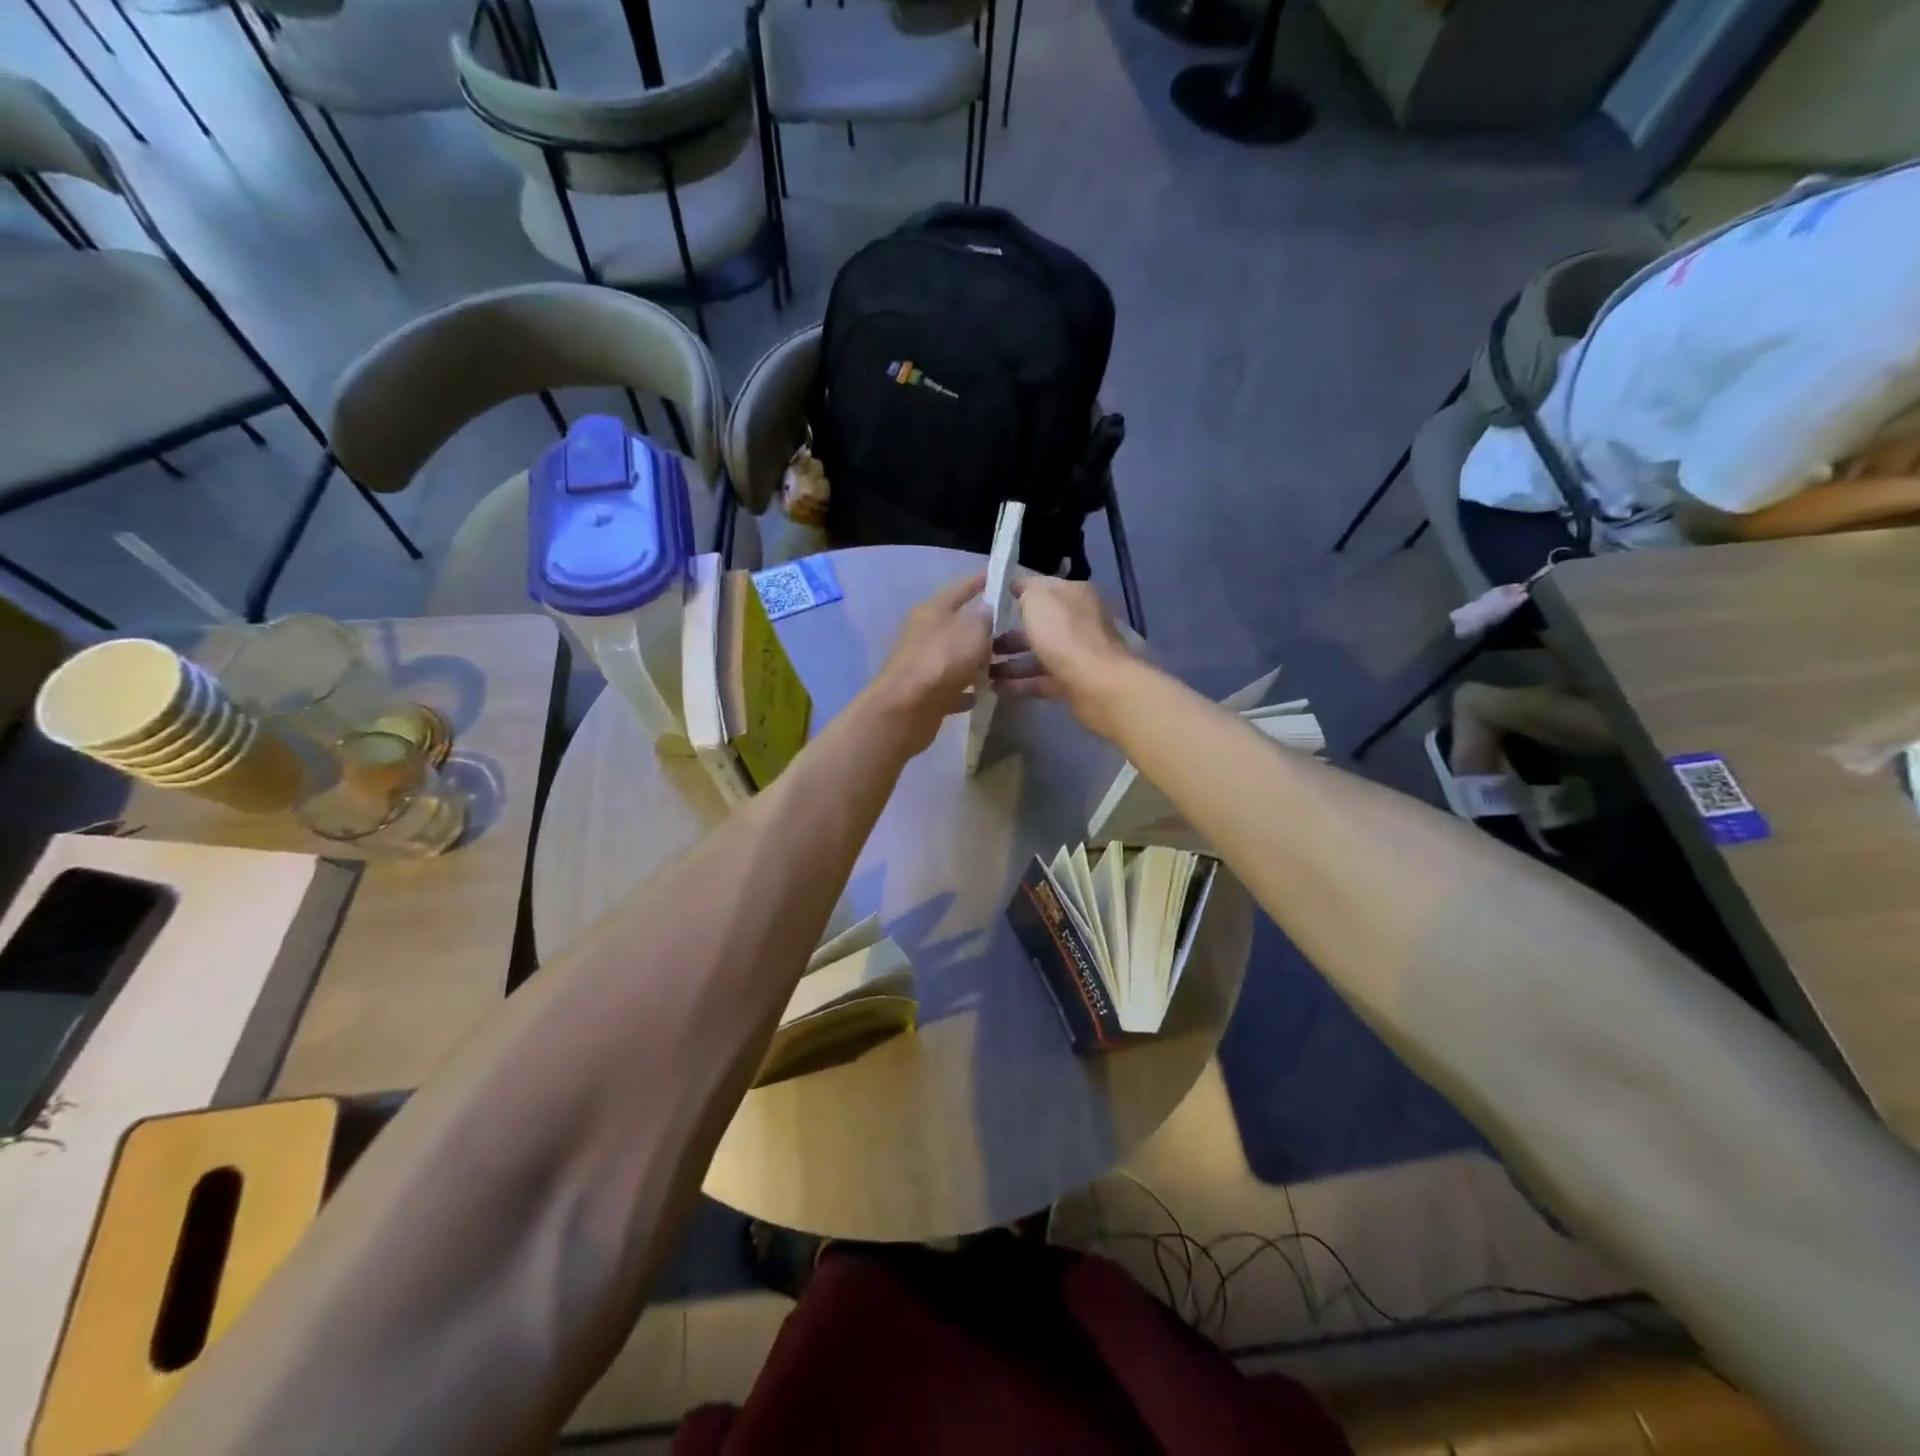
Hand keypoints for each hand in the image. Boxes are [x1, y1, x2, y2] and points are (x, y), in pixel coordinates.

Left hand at [862, 571, 992, 755]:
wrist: (906, 709)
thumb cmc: (941, 660)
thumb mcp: (972, 631)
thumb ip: (984, 618)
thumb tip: (986, 611)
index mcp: (932, 611)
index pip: (960, 588)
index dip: (980, 581)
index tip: (999, 573)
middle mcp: (925, 634)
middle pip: (958, 626)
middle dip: (984, 628)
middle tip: (1013, 629)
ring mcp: (924, 664)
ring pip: (957, 658)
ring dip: (978, 662)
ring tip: (1005, 665)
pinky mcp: (925, 693)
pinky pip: (953, 687)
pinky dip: (967, 689)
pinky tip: (984, 694)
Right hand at [990, 577, 1137, 739]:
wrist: (1097, 684)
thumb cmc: (1064, 634)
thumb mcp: (1038, 599)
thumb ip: (1026, 589)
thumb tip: (1019, 588)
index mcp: (1074, 595)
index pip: (1042, 588)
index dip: (1016, 593)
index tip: (989, 604)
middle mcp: (1078, 621)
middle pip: (1039, 625)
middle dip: (1008, 634)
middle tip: (980, 643)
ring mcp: (1077, 654)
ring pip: (1038, 654)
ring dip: (1010, 662)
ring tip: (981, 669)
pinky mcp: (1073, 683)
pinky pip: (1041, 680)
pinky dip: (1019, 683)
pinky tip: (995, 688)